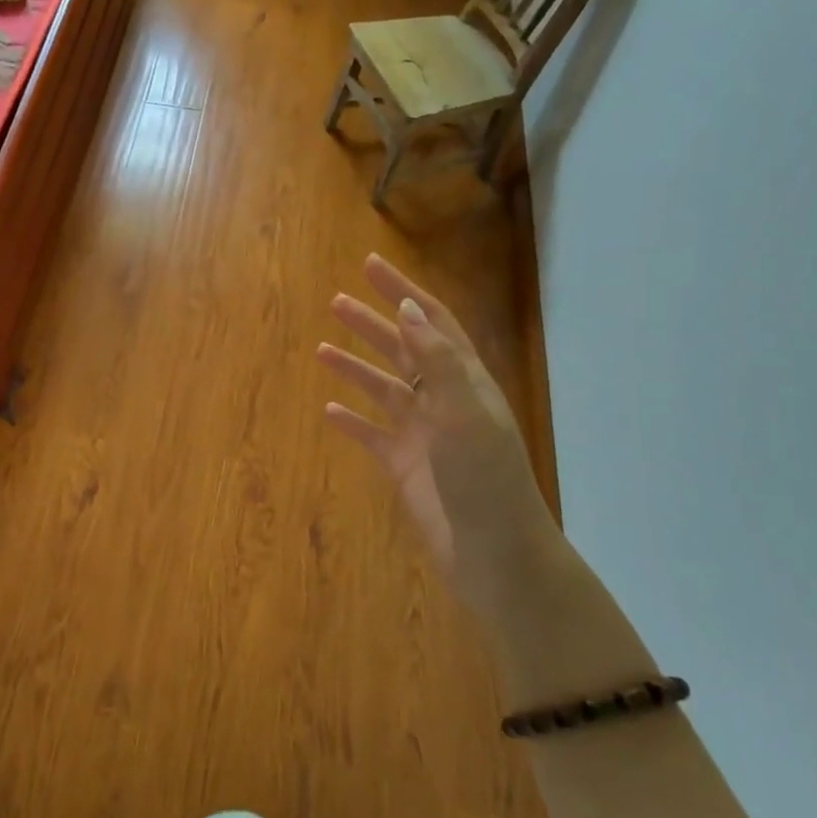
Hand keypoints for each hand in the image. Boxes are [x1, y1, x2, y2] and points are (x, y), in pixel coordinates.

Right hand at [319, 254, 556, 612]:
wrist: (494, 552)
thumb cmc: (484, 478)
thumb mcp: (464, 411)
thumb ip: (436, 360)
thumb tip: (407, 309)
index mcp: (465, 381)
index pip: (431, 323)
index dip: (403, 292)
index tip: (371, 266)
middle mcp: (444, 401)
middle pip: (403, 350)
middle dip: (372, 324)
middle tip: (336, 302)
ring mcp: (423, 434)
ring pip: (383, 389)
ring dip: (356, 367)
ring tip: (321, 350)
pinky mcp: (404, 465)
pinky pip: (372, 434)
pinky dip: (351, 421)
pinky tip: (329, 412)